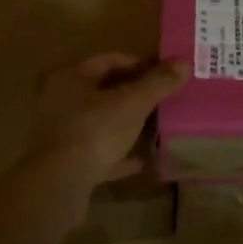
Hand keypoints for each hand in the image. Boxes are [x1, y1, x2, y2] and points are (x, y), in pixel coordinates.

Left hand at [23, 52, 188, 191]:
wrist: (59, 183)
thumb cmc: (95, 130)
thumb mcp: (133, 102)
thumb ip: (158, 82)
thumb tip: (183, 62)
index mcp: (71, 77)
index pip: (110, 60)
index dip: (140, 63)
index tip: (164, 72)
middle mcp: (59, 100)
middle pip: (103, 91)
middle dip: (133, 95)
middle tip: (162, 99)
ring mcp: (59, 133)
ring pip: (99, 122)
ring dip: (125, 124)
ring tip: (154, 128)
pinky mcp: (62, 162)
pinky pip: (95, 152)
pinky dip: (116, 153)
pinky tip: (139, 160)